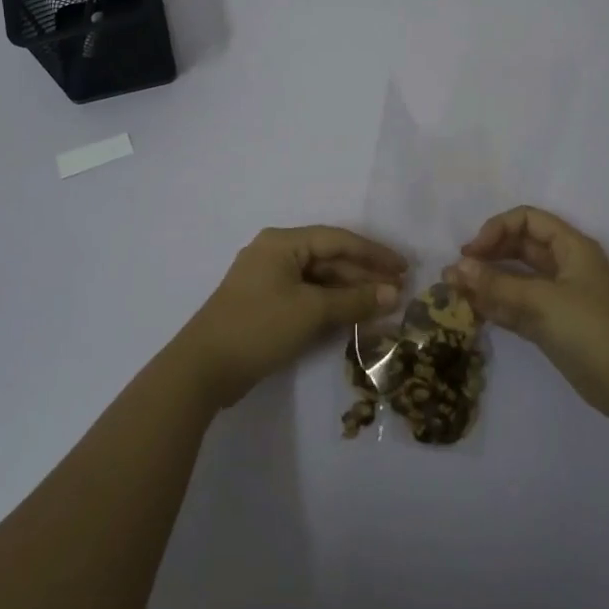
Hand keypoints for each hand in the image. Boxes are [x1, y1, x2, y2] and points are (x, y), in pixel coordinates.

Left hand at [174, 226, 407, 408]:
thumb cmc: (259, 327)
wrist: (203, 369)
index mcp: (282, 243)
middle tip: (399, 291)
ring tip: (384, 305)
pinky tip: (354, 316)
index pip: (338, 240)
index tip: (404, 268)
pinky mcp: (266, 305)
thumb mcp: (311, 311)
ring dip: (350, 291)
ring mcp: (268, 280)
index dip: (374, 253)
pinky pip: (307, 296)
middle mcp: (275, 253)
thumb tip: (394, 294)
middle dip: (364, 274)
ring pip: (319, 279)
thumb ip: (355, 300)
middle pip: (329, 258)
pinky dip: (331, 304)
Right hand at [445, 206, 608, 420]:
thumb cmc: (592, 329)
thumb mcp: (542, 301)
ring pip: (515, 278)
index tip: (472, 252)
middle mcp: (563, 266)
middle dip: (487, 255)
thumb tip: (455, 268)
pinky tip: (470, 310)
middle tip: (456, 271)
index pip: (527, 220)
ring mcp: (557, 297)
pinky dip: (495, 305)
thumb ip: (497, 284)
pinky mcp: (550, 325)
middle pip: (518, 247)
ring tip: (452, 290)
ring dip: (486, 282)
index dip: (497, 229)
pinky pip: (516, 305)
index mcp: (571, 247)